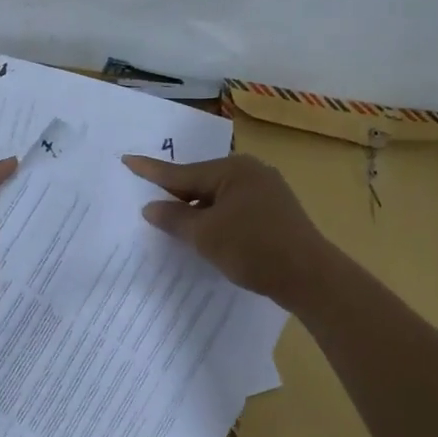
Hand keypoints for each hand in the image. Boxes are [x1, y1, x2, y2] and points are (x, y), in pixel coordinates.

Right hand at [121, 153, 333, 304]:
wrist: (311, 277)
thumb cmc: (253, 249)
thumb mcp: (205, 236)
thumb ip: (174, 219)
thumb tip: (151, 207)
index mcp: (233, 169)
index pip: (182, 172)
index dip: (151, 171)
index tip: (127, 159)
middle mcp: (251, 172)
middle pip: (201, 182)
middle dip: (176, 194)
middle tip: (148, 199)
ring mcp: (267, 191)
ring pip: (219, 197)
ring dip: (197, 210)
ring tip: (173, 222)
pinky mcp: (276, 212)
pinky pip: (234, 208)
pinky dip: (216, 218)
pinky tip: (208, 233)